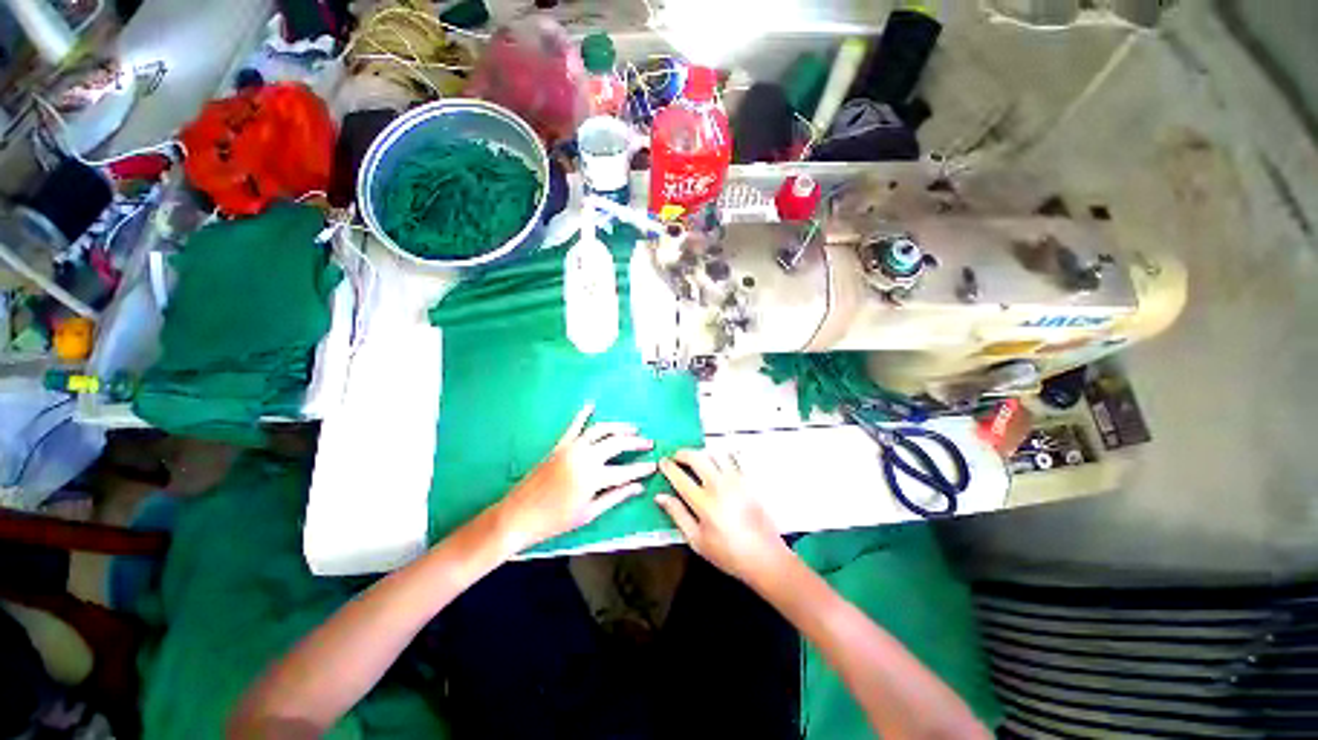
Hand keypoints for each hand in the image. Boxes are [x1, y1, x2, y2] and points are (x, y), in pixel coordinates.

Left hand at [495, 403, 655, 550]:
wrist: (518, 515)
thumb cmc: (555, 520)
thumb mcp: (588, 513)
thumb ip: (615, 497)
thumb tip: (638, 487)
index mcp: (593, 477)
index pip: (626, 471)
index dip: (642, 468)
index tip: (655, 465)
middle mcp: (585, 456)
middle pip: (617, 443)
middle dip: (636, 442)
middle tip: (648, 443)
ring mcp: (571, 448)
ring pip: (601, 430)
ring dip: (618, 427)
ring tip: (632, 428)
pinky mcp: (559, 445)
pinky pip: (574, 426)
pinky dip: (583, 414)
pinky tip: (591, 405)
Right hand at [656, 449, 791, 588]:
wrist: (764, 556)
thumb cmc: (728, 553)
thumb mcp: (697, 541)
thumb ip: (677, 515)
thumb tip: (660, 497)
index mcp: (703, 502)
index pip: (680, 476)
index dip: (668, 467)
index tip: (662, 462)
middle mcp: (719, 485)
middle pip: (696, 457)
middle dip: (682, 453)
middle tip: (676, 456)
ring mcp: (736, 480)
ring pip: (714, 453)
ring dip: (702, 452)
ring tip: (696, 459)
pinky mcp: (749, 479)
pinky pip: (734, 457)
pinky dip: (722, 454)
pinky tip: (718, 460)